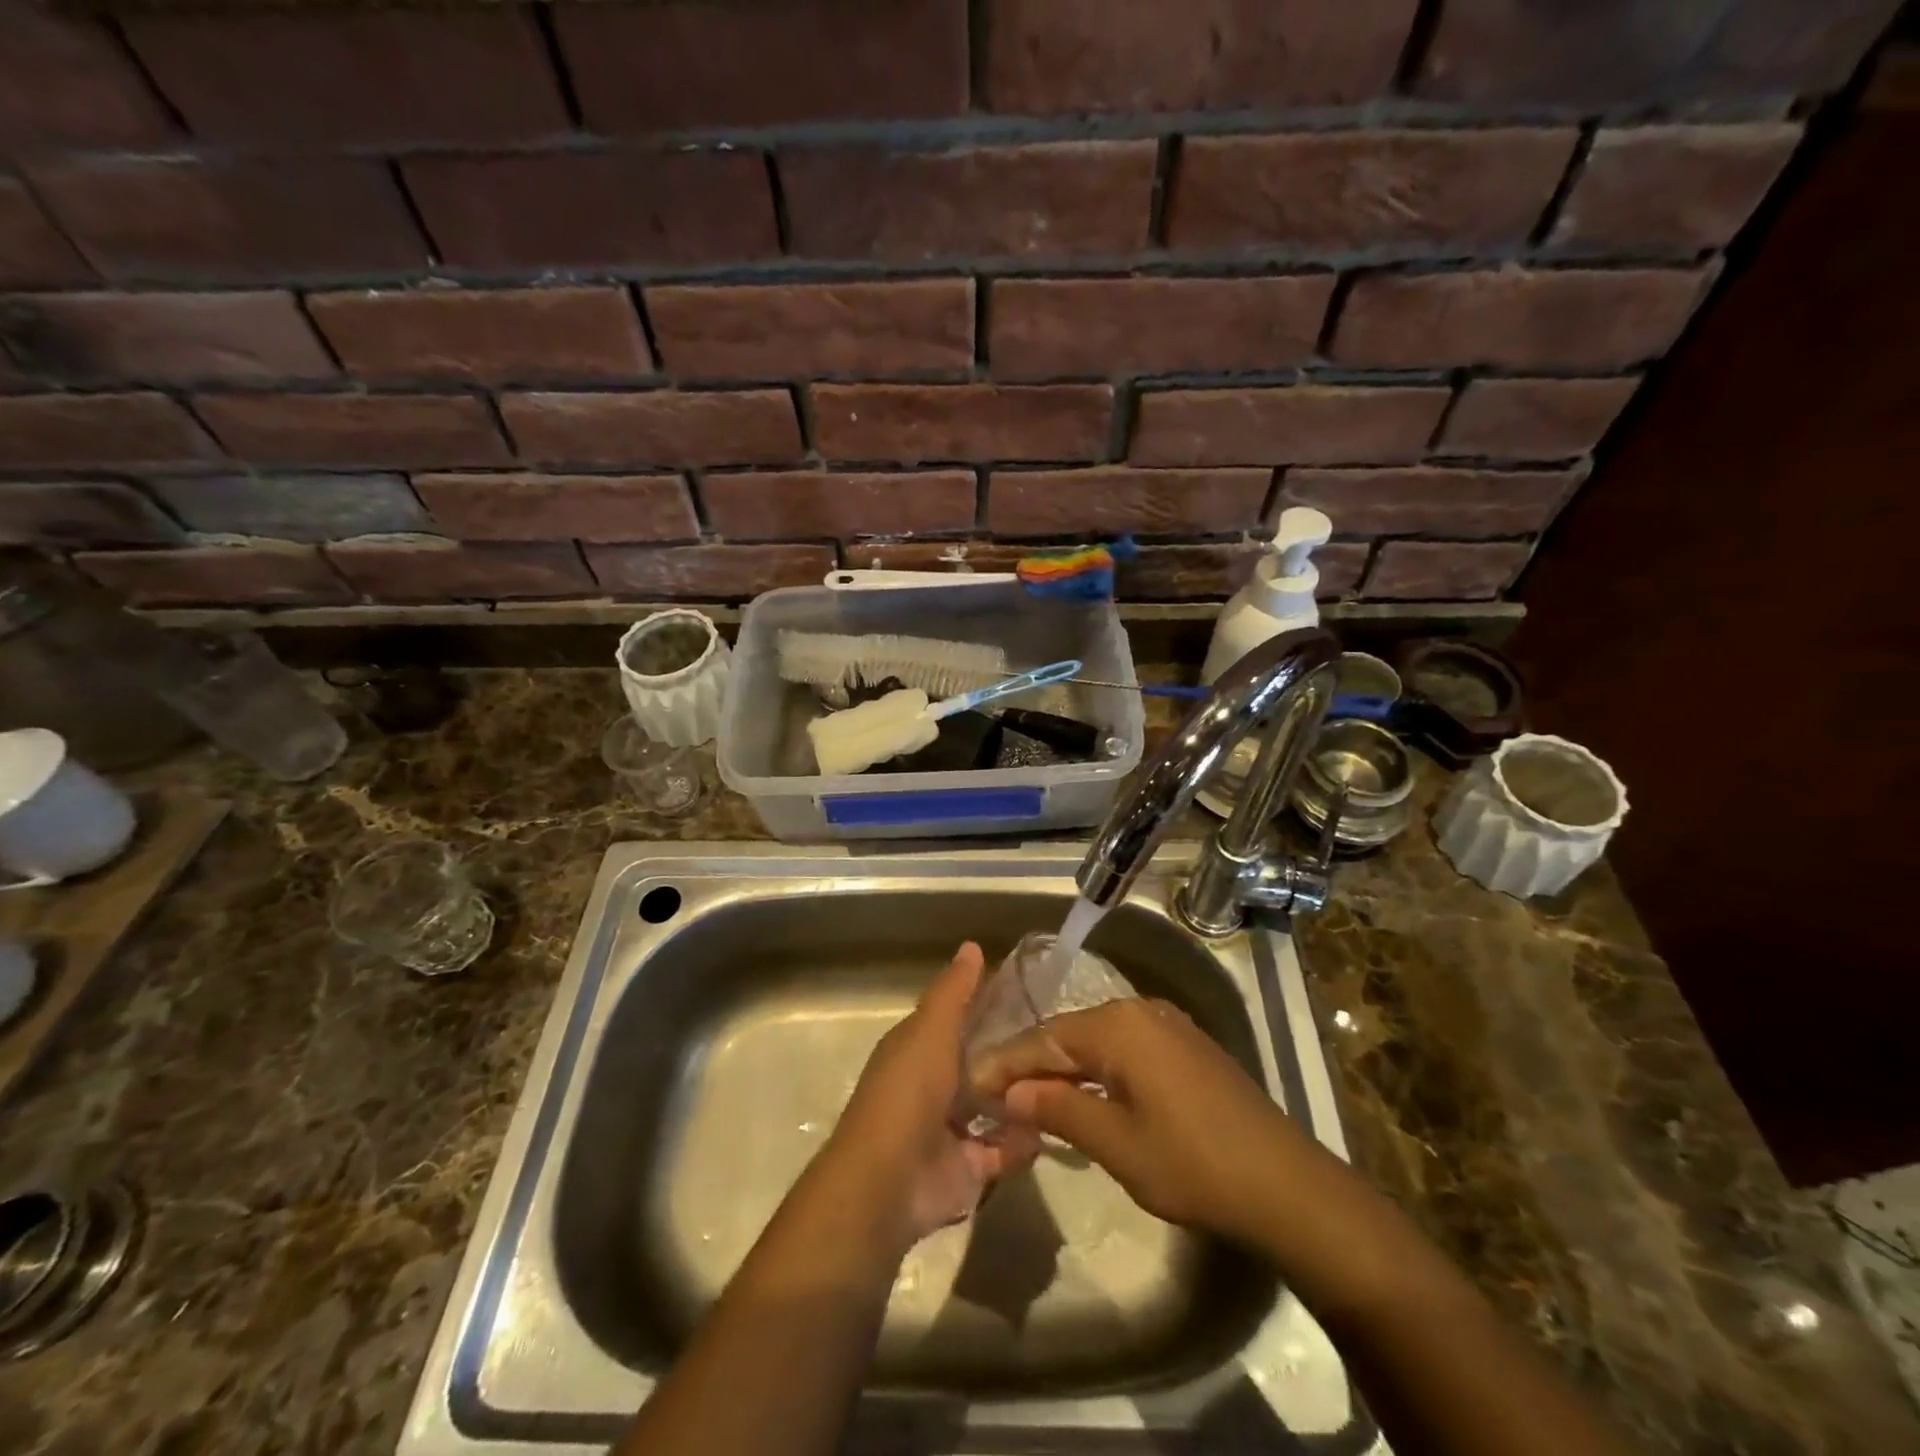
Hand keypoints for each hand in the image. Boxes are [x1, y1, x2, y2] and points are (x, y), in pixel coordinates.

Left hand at [823, 942, 1039, 1248]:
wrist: (888, 1182)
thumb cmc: (907, 1092)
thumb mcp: (930, 1029)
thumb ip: (954, 991)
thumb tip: (972, 945)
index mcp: (919, 1049)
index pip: (959, 1019)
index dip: (989, 1006)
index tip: (1033, 994)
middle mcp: (934, 1086)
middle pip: (981, 1064)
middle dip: (1014, 1056)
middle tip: (1061, 1042)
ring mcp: (951, 1129)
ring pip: (996, 1107)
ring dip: (1023, 1098)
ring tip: (1066, 1080)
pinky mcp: (969, 1169)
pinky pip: (1005, 1150)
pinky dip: (1023, 1142)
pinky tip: (1052, 1125)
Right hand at [972, 997, 1319, 1246]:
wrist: (1285, 1184)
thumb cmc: (1192, 1164)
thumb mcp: (1117, 1144)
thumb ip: (1060, 1108)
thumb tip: (1012, 1091)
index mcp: (1119, 1026)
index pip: (1045, 1038)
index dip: (1006, 1062)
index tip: (970, 1082)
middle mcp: (1140, 1010)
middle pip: (1070, 1033)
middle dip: (1032, 1063)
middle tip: (995, 1094)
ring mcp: (1167, 1025)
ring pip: (1097, 1040)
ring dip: (1064, 1067)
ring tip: (1030, 1097)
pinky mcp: (1185, 1046)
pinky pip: (1125, 1048)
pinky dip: (1097, 1070)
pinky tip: (1083, 1094)